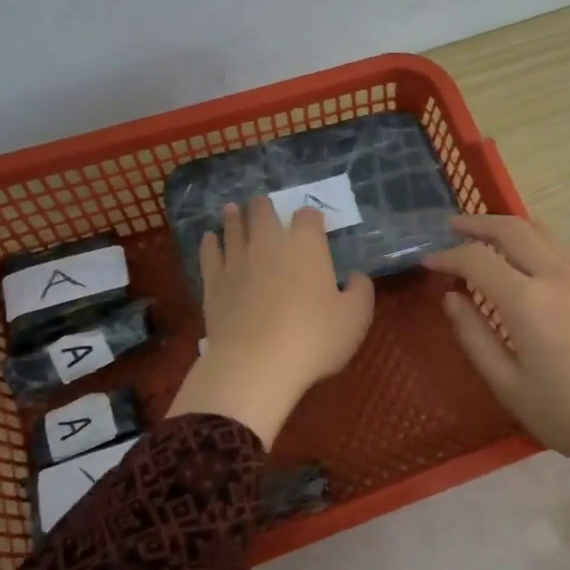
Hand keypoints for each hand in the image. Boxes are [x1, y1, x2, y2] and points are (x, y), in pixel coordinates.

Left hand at [167, 200, 374, 446]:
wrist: (256, 364)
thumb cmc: (314, 338)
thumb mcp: (355, 318)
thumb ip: (360, 291)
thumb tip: (356, 277)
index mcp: (306, 245)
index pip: (308, 216)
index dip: (312, 218)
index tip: (314, 224)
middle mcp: (268, 243)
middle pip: (263, 212)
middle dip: (266, 207)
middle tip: (264, 205)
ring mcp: (236, 261)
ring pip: (233, 228)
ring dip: (234, 217)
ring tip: (233, 209)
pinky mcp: (213, 283)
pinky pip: (209, 254)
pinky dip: (210, 243)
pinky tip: (209, 239)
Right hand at [426, 216, 569, 472]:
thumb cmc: (565, 413)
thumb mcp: (507, 384)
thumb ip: (474, 336)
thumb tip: (451, 298)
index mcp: (528, 302)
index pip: (477, 259)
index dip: (448, 257)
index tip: (428, 262)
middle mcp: (556, 276)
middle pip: (512, 228)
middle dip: (477, 224)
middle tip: (452, 228)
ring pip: (540, 231)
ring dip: (507, 227)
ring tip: (484, 238)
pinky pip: (558, 249)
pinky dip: (532, 242)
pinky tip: (522, 262)